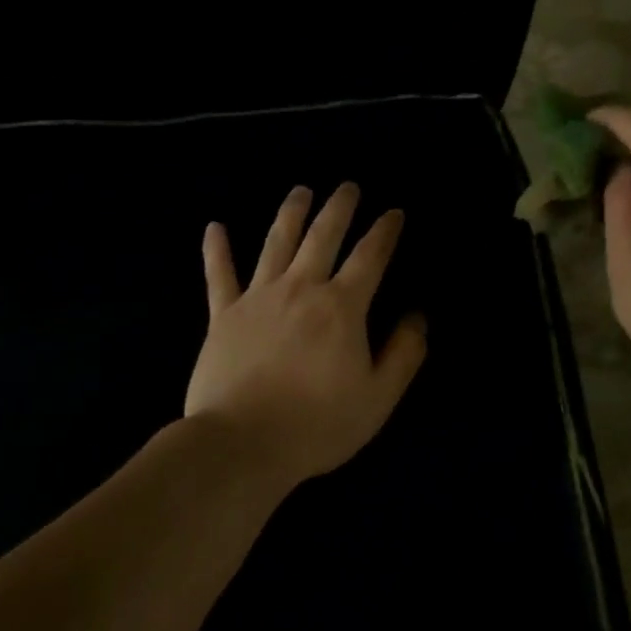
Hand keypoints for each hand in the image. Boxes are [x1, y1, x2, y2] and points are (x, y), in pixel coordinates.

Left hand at [185, 183, 427, 488]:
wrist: (242, 443)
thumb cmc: (317, 424)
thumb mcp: (378, 397)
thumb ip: (404, 353)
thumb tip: (417, 316)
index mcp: (341, 307)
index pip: (370, 257)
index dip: (384, 232)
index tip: (393, 213)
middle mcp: (301, 288)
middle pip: (322, 236)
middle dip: (339, 208)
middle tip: (348, 187)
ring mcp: (258, 297)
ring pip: (276, 243)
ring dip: (291, 213)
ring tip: (301, 191)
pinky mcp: (223, 315)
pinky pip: (219, 275)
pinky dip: (216, 250)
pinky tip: (214, 227)